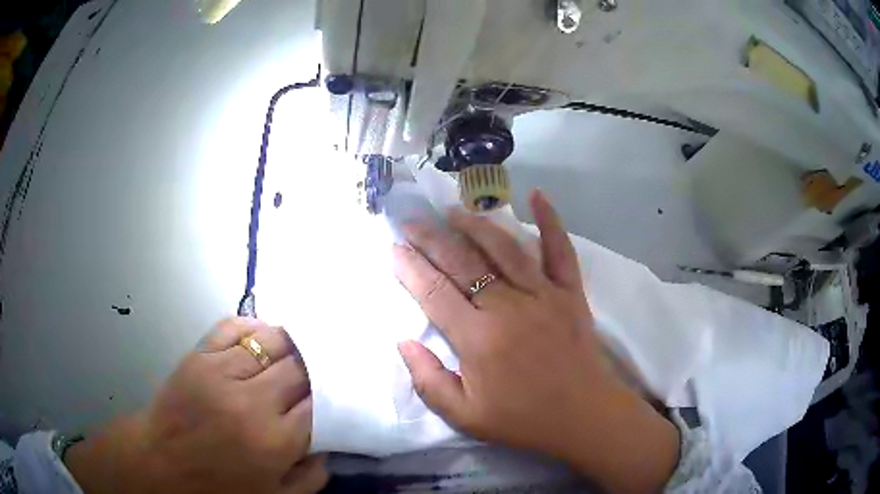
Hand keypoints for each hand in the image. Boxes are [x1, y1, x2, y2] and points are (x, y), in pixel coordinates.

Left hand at [65, 317, 328, 493]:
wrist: (160, 463)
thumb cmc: (218, 487)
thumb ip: (311, 475)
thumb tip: (328, 444)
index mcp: (274, 441)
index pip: (319, 404)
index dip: (332, 396)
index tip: (337, 394)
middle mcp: (252, 401)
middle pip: (300, 368)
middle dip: (316, 368)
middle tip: (323, 369)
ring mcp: (221, 372)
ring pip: (271, 341)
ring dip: (291, 344)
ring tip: (299, 349)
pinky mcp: (198, 356)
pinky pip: (233, 327)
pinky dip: (254, 327)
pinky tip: (263, 334)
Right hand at [393, 190, 678, 491]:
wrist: (583, 416)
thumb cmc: (523, 420)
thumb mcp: (465, 417)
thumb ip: (428, 381)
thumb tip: (404, 341)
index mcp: (478, 339)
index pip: (434, 293)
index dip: (410, 268)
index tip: (394, 249)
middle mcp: (507, 307)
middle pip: (462, 262)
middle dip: (431, 238)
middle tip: (412, 220)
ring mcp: (543, 294)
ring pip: (504, 248)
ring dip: (476, 225)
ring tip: (454, 211)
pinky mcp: (570, 292)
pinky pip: (560, 250)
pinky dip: (550, 221)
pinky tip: (536, 195)